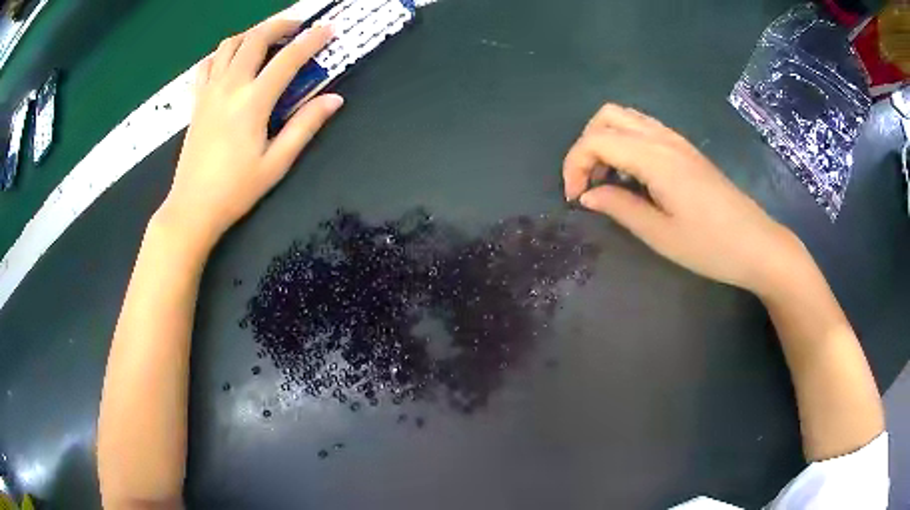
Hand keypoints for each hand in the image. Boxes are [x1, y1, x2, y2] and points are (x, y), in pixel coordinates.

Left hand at [158, 20, 343, 249]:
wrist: (192, 207)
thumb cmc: (236, 190)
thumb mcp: (277, 163)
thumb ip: (305, 126)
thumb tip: (334, 99)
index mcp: (253, 102)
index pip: (288, 58)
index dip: (312, 40)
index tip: (329, 30)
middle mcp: (230, 87)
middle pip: (256, 38)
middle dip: (281, 25)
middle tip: (299, 27)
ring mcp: (209, 92)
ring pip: (229, 44)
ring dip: (252, 34)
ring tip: (268, 40)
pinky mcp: (197, 101)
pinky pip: (208, 64)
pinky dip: (223, 53)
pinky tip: (233, 60)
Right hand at [563, 104, 807, 296]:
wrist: (757, 244)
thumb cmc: (711, 246)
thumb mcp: (660, 235)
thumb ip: (620, 208)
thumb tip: (588, 195)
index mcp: (655, 157)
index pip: (596, 140)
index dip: (574, 165)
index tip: (574, 198)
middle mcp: (663, 138)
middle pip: (607, 116)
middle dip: (586, 145)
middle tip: (589, 183)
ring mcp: (677, 140)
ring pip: (626, 118)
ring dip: (606, 141)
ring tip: (607, 179)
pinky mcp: (686, 150)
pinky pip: (644, 129)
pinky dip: (626, 143)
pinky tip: (633, 176)